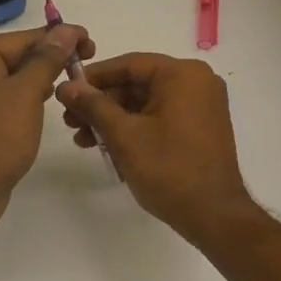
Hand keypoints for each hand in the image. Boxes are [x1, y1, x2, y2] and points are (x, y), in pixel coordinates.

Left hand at [0, 22, 92, 223]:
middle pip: (17, 56)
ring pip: (13, 79)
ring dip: (41, 79)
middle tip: (86, 63)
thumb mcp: (26, 92)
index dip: (60, 38)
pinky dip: (27, 98)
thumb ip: (47, 59)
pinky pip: (7, 100)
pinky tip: (47, 104)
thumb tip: (66, 30)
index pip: (23, 38)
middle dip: (51, 59)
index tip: (91, 42)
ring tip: (72, 83)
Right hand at [55, 53, 258, 246]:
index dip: (94, 77)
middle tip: (70, 120)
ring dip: (113, 119)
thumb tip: (66, 86)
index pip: (129, 64)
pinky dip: (134, 128)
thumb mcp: (124, 135)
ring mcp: (201, 106)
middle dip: (101, 103)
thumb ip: (93, 106)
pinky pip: (159, 117)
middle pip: (137, 84)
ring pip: (145, 103)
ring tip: (82, 139)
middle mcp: (197, 82)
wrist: (214, 216)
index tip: (66, 90)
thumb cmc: (169, 169)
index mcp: (183, 75)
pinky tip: (107, 146)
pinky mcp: (199, 128)